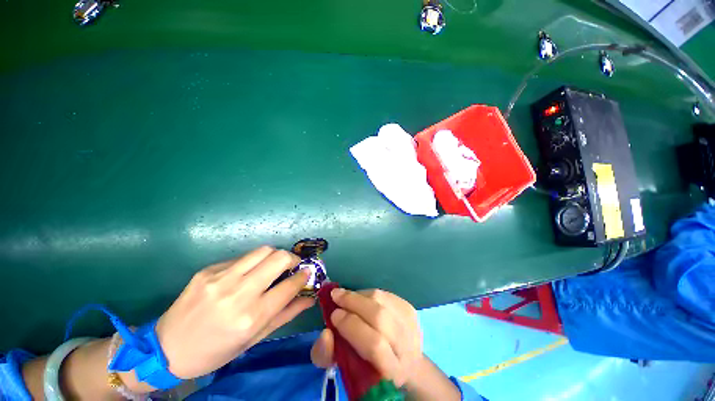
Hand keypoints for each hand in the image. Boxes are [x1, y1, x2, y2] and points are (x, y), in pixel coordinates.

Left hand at [155, 246, 313, 378]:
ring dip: (275, 255)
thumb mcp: (254, 339)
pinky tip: (247, 273)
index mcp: (251, 317)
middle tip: (293, 266)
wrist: (166, 349)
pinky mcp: (208, 270)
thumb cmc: (215, 352)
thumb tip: (309, 298)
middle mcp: (238, 293)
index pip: (290, 285)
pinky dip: (253, 262)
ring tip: (274, 266)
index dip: (304, 276)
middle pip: (279, 258)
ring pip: (263, 251)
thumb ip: (286, 315)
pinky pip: (242, 258)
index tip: (308, 273)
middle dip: (293, 259)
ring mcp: (221, 278)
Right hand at [310, 288, 422, 386]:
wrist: (404, 362)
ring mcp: (411, 325)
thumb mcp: (343, 368)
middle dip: (353, 302)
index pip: (374, 345)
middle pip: (380, 317)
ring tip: (347, 296)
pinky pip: (386, 293)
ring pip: (383, 301)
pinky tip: (362, 298)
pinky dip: (370, 293)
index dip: (351, 326)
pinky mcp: (411, 310)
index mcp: (391, 372)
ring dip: (360, 295)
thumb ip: (327, 355)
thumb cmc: (369, 367)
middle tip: (336, 296)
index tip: (334, 316)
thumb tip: (326, 333)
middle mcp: (407, 348)